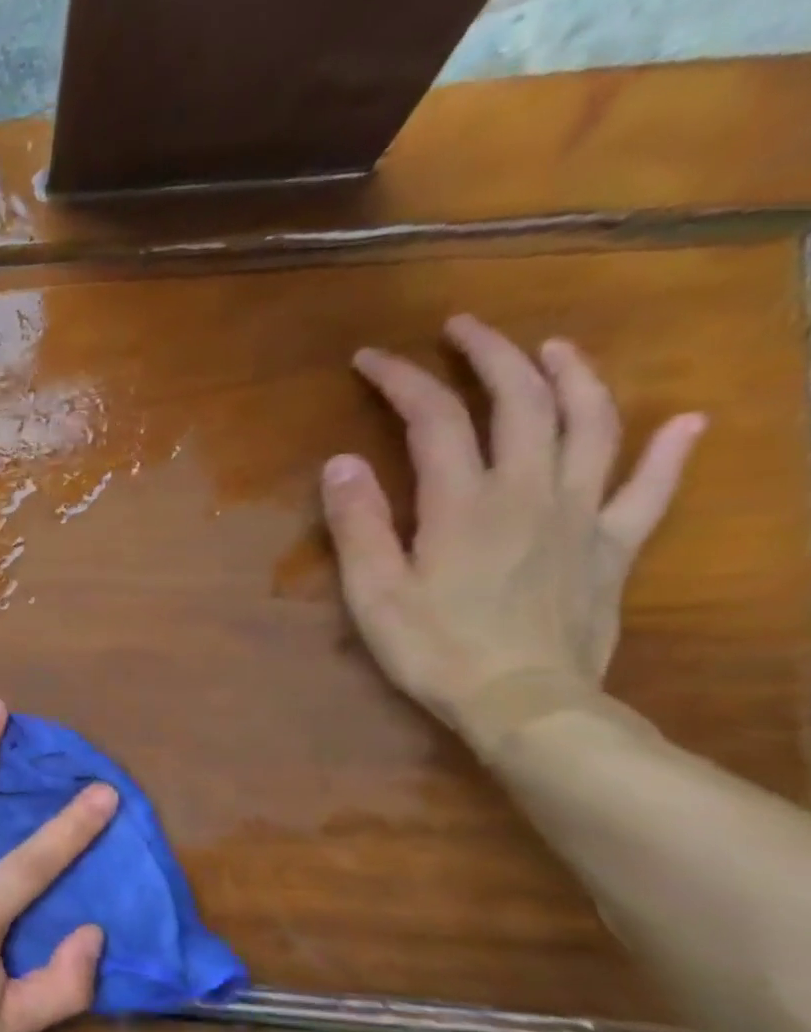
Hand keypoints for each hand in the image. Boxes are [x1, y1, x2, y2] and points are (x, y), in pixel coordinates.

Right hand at [322, 314, 705, 749]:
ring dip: (574, 377)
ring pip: (592, 424)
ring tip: (554, 349)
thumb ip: (358, 523)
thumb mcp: (374, 591)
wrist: (525, 703)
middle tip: (462, 328)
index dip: (402, 379)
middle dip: (490, 354)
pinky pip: (652, 489)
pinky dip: (672, 451)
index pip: (433, 418)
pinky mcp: (613, 547)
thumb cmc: (436, 649)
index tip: (372, 359)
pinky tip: (689, 423)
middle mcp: (529, 490)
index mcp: (463, 501)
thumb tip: (342, 461)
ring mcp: (581, 514)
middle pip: (521, 400)